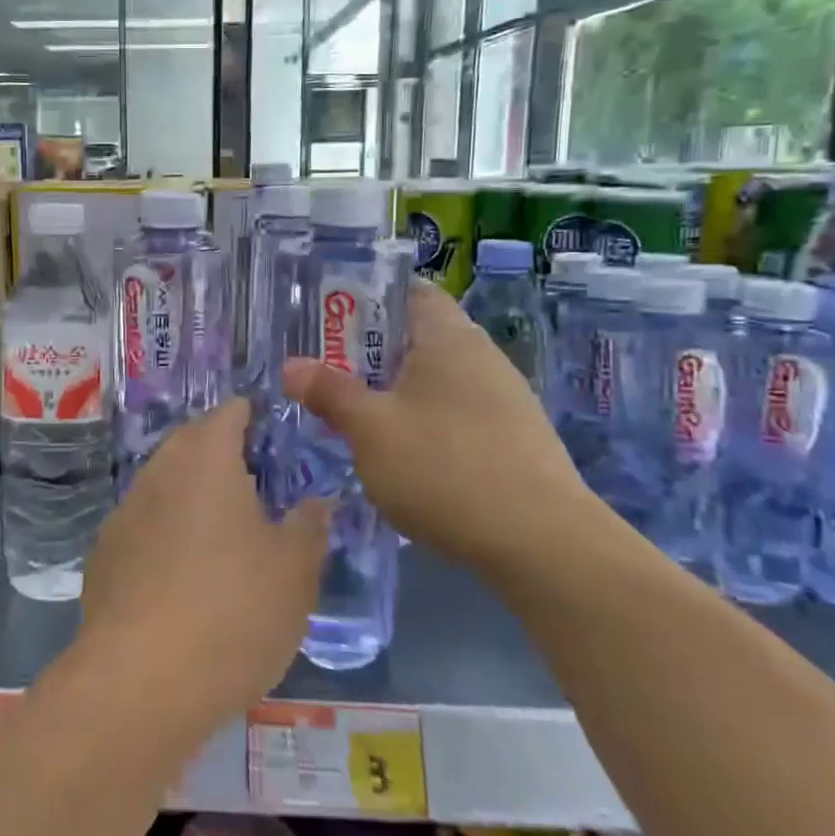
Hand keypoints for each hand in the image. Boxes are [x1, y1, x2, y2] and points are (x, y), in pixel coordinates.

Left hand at [78, 399, 328, 734]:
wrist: (141, 682)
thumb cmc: (233, 610)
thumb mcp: (295, 571)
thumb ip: (310, 527)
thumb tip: (319, 502)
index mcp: (205, 459)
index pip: (229, 413)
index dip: (253, 416)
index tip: (274, 434)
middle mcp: (158, 473)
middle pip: (190, 444)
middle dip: (221, 453)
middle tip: (257, 482)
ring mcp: (124, 514)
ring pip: (164, 486)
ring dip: (192, 495)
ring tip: (224, 530)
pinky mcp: (104, 556)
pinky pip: (143, 527)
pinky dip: (166, 534)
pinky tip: (183, 575)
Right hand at [282, 280, 609, 574]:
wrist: (542, 544)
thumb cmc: (445, 468)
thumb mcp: (370, 429)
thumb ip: (329, 392)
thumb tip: (292, 366)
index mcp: (448, 337)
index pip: (407, 290)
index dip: (365, 296)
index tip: (327, 318)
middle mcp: (481, 356)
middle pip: (416, 335)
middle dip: (369, 352)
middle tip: (326, 371)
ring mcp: (503, 398)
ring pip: (434, 379)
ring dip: (394, 391)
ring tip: (355, 416)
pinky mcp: (513, 439)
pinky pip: (454, 413)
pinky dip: (423, 421)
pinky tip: (404, 456)